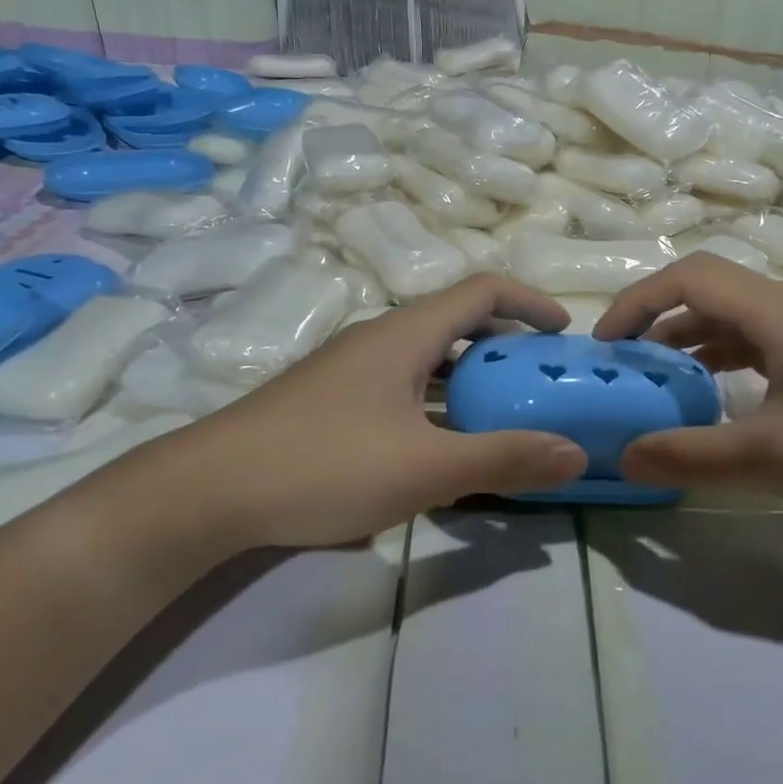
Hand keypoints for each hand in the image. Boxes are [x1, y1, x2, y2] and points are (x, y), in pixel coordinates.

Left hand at [149, 275, 588, 548]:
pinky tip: (437, 444)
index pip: (482, 290)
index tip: (564, 334)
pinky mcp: (330, 400)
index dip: (530, 303)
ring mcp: (350, 369)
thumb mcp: (425, 468)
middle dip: (506, 344)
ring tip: (500, 413)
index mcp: (405, 334)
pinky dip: (436, 399)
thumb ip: (503, 458)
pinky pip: (401, 384)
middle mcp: (379, 338)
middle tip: (539, 381)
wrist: (206, 493)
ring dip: (470, 375)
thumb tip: (577, 454)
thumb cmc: (323, 465)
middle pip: (456, 321)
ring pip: (427, 357)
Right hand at [593, 254, 782, 525]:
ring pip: (724, 312)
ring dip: (681, 333)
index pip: (688, 278)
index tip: (605, 343)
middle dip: (653, 312)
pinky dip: (712, 352)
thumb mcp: (770, 457)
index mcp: (773, 312)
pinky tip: (701, 388)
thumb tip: (623, 456)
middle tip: (620, 355)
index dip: (638, 301)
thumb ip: (691, 455)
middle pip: (703, 285)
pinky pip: (747, 337)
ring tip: (649, 372)